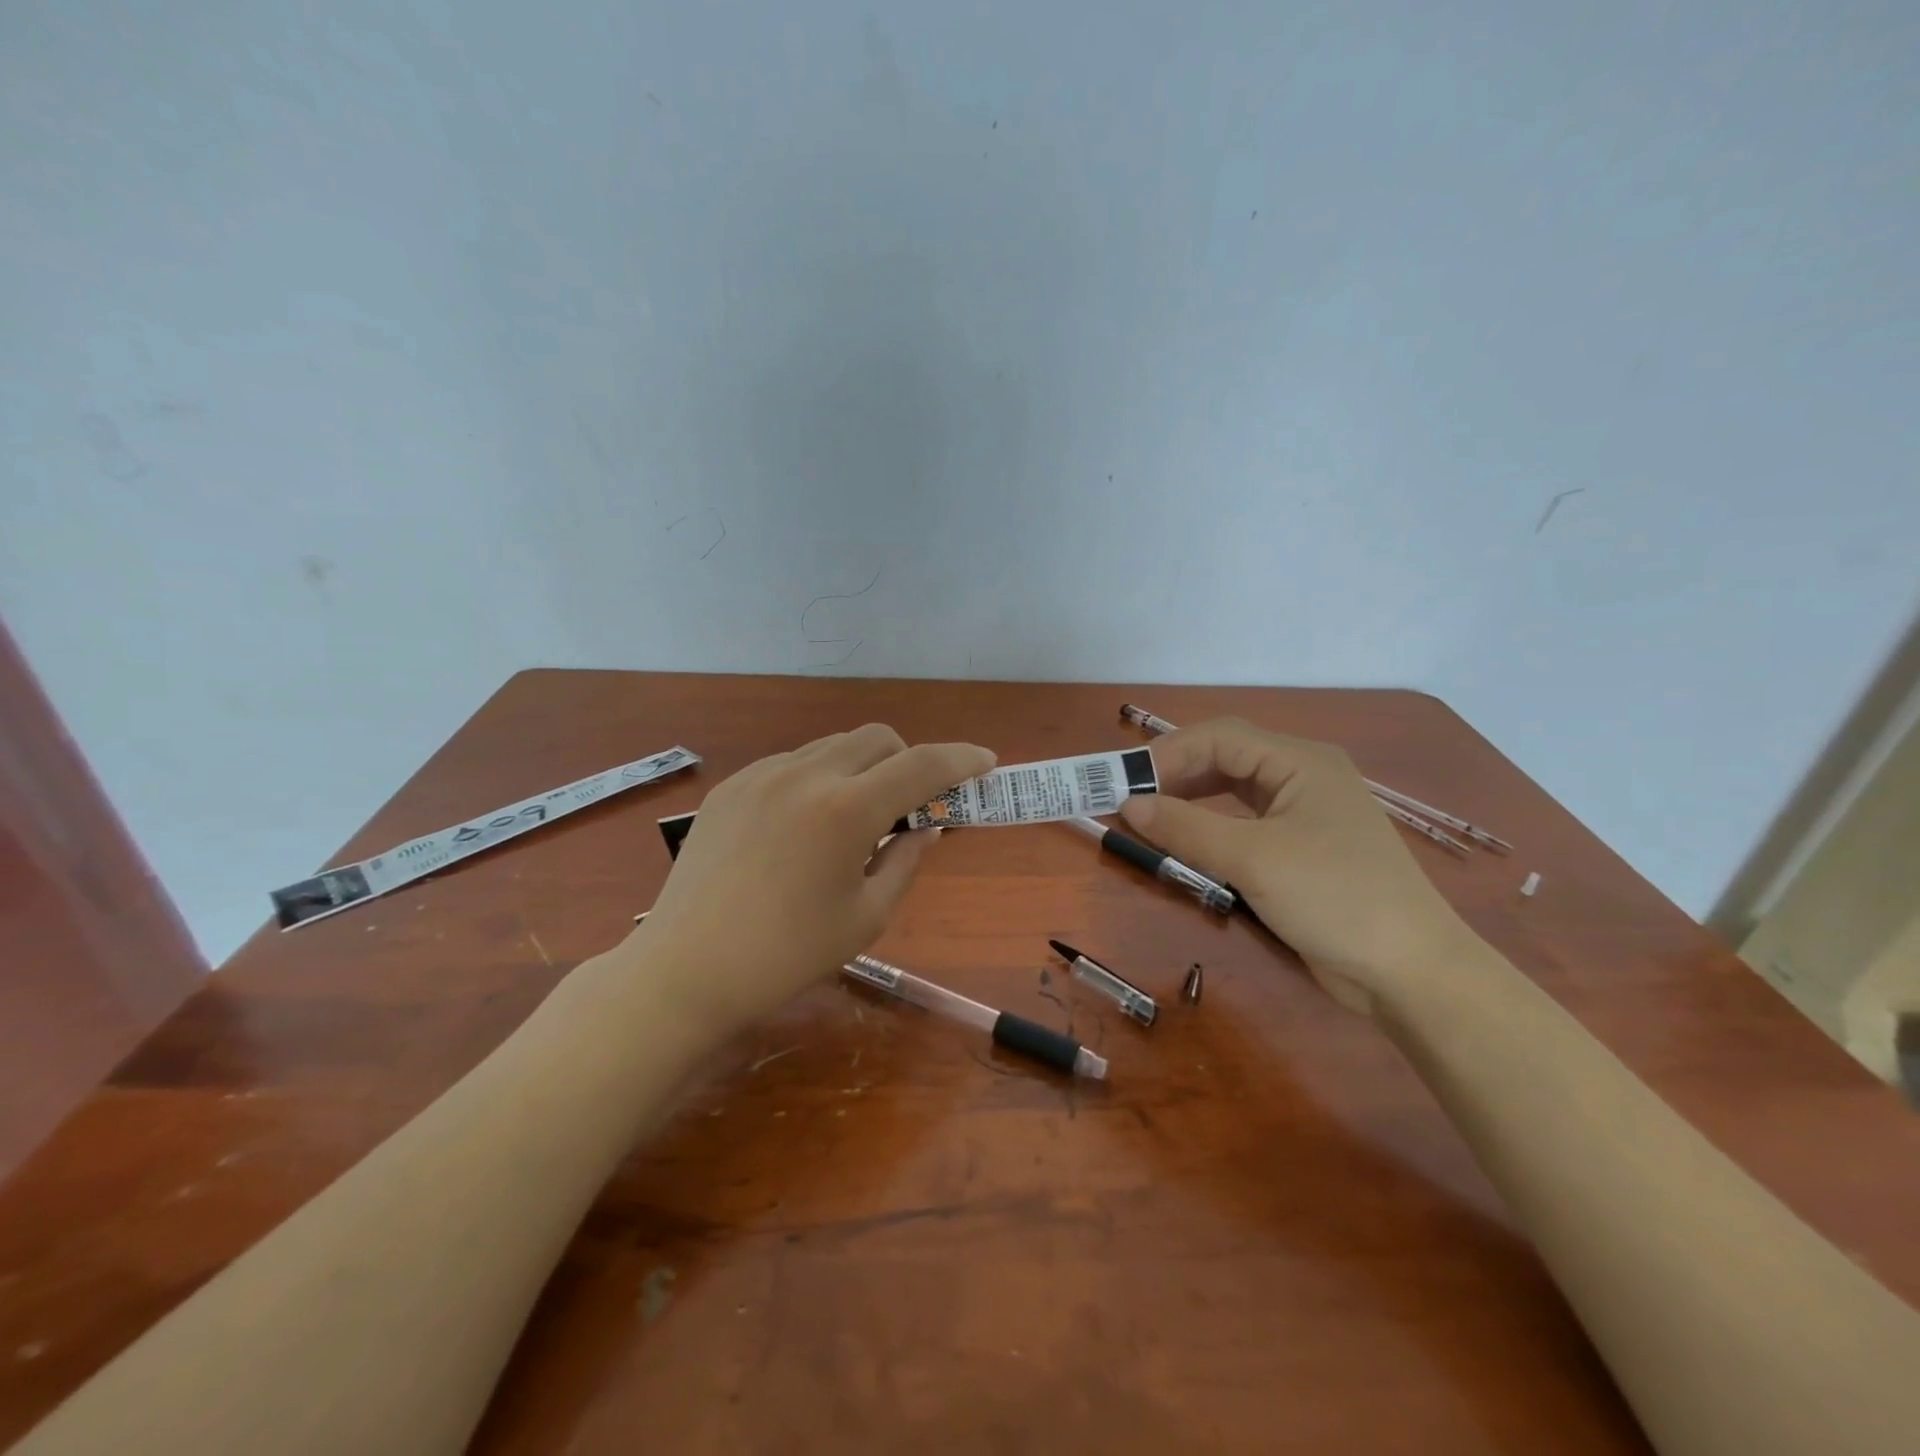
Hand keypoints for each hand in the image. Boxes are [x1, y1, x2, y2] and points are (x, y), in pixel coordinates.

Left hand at [637, 725, 994, 1036]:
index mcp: (847, 810)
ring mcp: (763, 775)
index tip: (985, 763)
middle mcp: (806, 775)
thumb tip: (927, 826)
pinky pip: (792, 764)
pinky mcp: (732, 787)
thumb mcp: (865, 916)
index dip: (961, 759)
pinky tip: (804, 824)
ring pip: (833, 746)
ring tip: (854, 818)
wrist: (685, 970)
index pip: (922, 765)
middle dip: (908, 760)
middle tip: (911, 804)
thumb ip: (905, 860)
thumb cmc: (786, 955)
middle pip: (877, 738)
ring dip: (862, 768)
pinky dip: (819, 778)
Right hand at [1117, 718, 1475, 1013]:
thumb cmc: (1335, 898)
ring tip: (1150, 815)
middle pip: (1227, 757)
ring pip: (1234, 789)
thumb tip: (1128, 804)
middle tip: (1130, 798)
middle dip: (1176, 773)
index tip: (1124, 782)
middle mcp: (1303, 776)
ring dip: (1191, 798)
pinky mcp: (1302, 848)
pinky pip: (1245, 821)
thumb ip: (1186, 827)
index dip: (1168, 754)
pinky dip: (1210, 825)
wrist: (1411, 973)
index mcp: (1301, 761)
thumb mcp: (1253, 859)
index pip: (1220, 738)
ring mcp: (1305, 813)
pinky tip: (1188, 839)